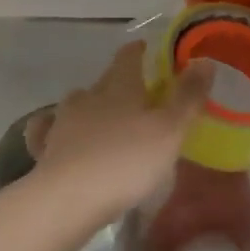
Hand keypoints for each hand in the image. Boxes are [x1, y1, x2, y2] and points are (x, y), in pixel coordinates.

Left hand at [22, 41, 212, 225]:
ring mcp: (62, 121)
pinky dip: (56, 130)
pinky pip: (49, 131)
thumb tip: (204, 60)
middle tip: (137, 96)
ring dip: (91, 107)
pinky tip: (62, 140)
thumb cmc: (127, 160)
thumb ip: (188, 96)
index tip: (149, 52)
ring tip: (105, 122)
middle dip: (119, 83)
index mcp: (119, 86)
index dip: (140, 52)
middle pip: (105, 81)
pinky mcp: (45, 148)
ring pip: (78, 104)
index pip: (129, 57)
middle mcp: (89, 96)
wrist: (69, 198)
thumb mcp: (170, 130)